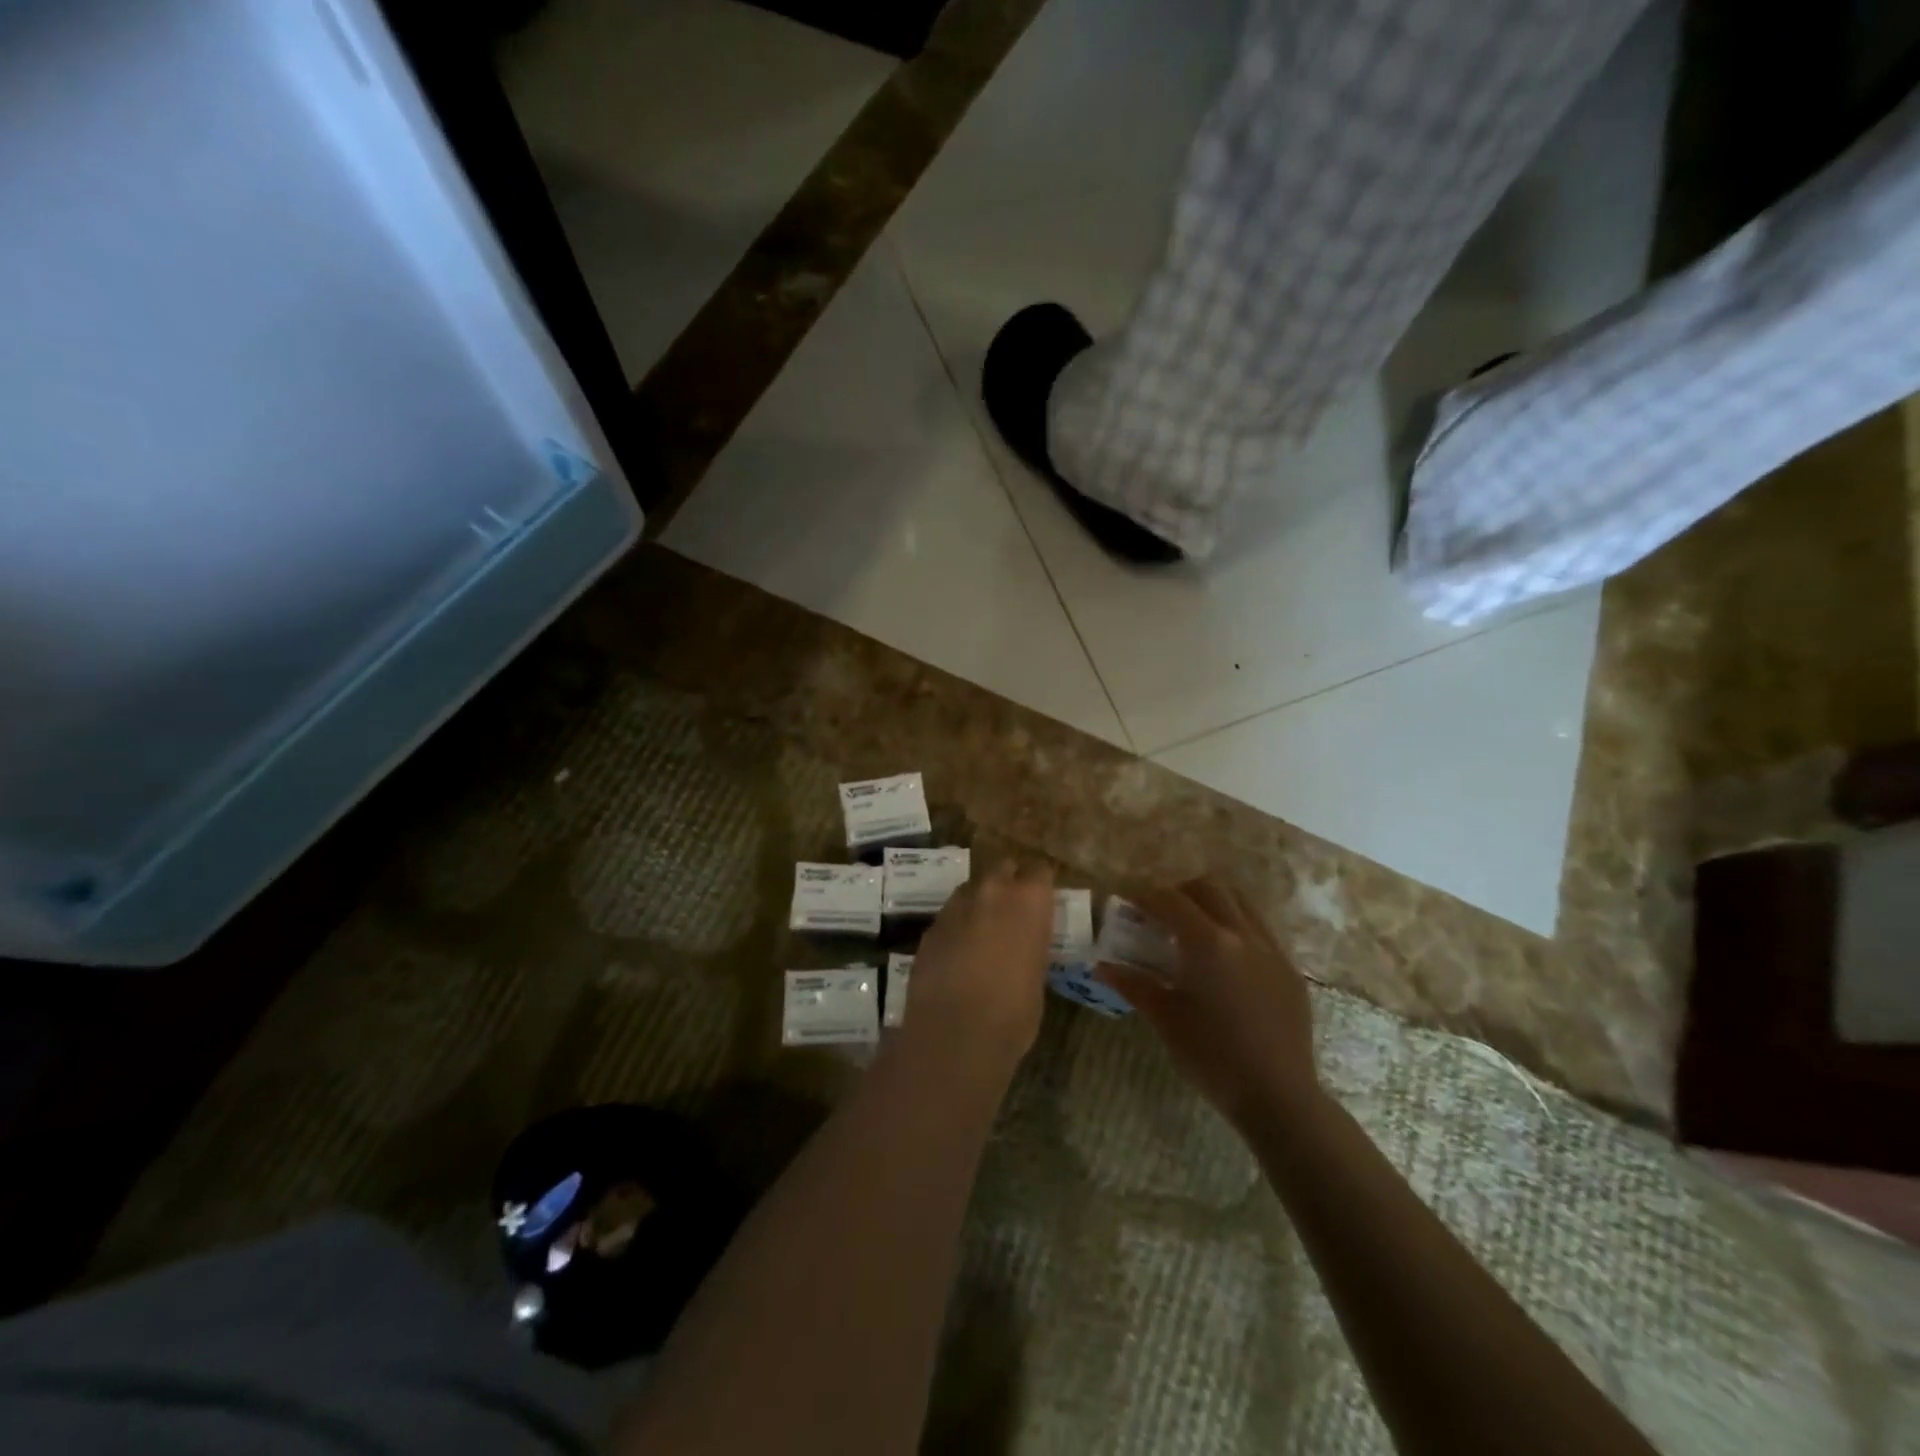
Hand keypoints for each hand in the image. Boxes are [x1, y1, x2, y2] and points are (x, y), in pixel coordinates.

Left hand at [899, 861, 1055, 1068]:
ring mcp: (956, 906)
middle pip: (1002, 868)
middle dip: (1008, 884)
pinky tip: (958, 954)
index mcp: (1029, 899)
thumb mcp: (1037, 976)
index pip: (1040, 871)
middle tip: (1012, 913)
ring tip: (983, 933)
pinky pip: (949, 916)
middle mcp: (992, 890)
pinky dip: (956, 927)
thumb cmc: (1013, 1012)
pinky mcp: (930, 927)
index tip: (1042, 902)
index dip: (1040, 886)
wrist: (954, 1034)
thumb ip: (1030, 947)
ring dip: (979, 903)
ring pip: (971, 889)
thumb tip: (1022, 948)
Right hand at [1100, 880, 1320, 1133]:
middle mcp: (1242, 934)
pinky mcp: (1289, 968)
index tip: (1126, 901)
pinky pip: (1259, 928)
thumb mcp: (1166, 1019)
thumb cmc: (1212, 1058)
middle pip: (1208, 887)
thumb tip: (1102, 966)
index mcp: (1208, 943)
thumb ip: (1134, 984)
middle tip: (1159, 912)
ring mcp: (1271, 949)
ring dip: (1211, 902)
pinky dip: (1235, 925)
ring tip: (1192, 927)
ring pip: (1239, 901)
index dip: (1144, 895)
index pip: (1170, 899)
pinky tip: (1224, 957)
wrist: (1279, 1097)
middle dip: (1179, 890)